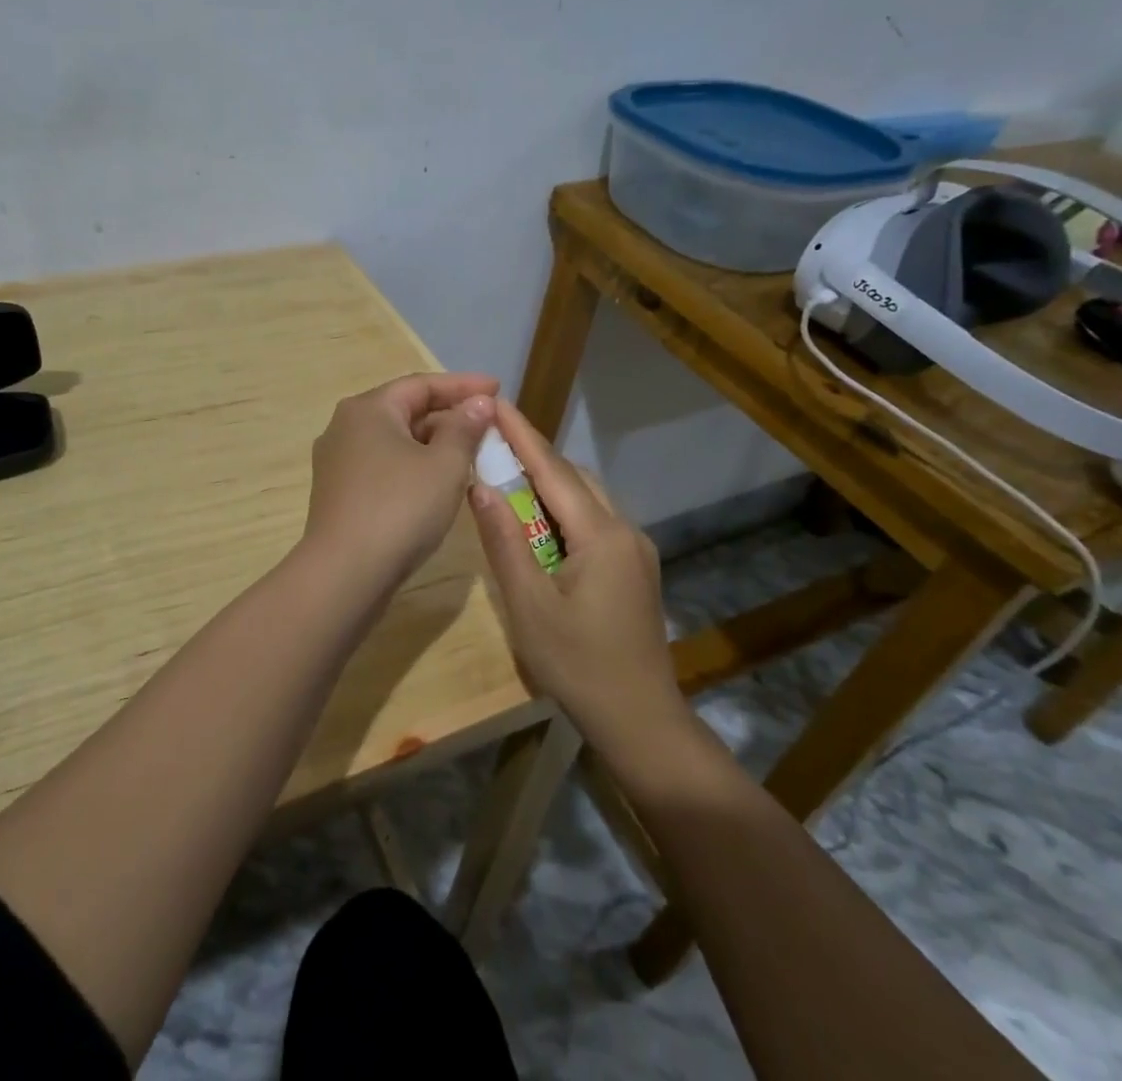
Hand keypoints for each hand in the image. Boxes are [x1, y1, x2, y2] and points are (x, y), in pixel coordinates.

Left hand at [302, 372, 498, 598]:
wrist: (345, 574)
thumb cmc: (400, 508)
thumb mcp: (444, 465)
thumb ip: (464, 428)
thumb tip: (478, 403)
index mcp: (368, 409)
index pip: (421, 385)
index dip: (463, 385)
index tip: (498, 388)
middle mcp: (346, 427)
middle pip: (406, 410)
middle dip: (449, 416)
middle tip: (489, 425)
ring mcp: (339, 462)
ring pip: (396, 441)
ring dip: (434, 443)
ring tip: (472, 453)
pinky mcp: (340, 493)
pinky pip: (385, 466)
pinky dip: (415, 466)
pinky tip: (439, 482)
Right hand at [467, 401, 686, 754]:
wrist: (640, 720)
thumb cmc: (578, 665)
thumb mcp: (528, 605)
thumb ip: (504, 541)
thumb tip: (480, 486)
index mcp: (601, 535)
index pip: (553, 470)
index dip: (521, 434)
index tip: (495, 401)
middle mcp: (625, 530)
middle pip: (574, 478)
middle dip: (533, 454)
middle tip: (491, 439)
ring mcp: (635, 550)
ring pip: (588, 498)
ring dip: (549, 482)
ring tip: (508, 473)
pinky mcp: (635, 569)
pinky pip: (595, 521)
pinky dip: (564, 508)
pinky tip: (540, 521)